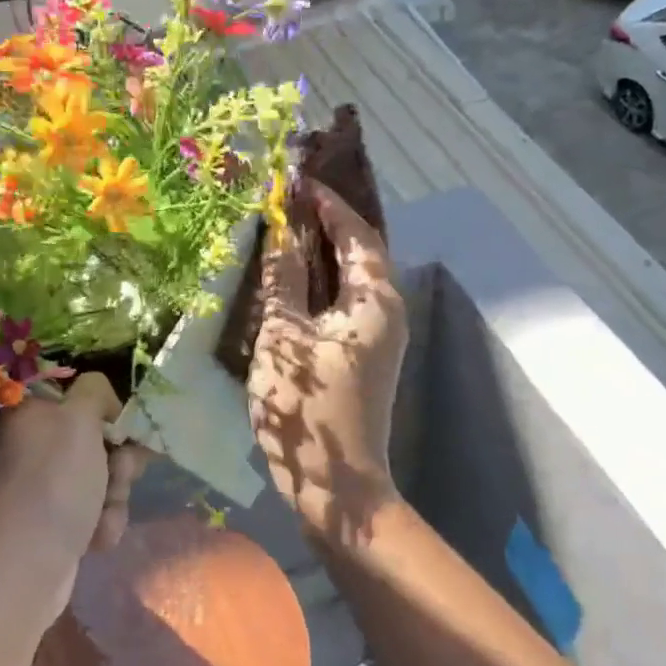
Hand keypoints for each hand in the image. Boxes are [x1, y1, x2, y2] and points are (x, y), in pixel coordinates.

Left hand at [0, 374, 151, 626]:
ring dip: (115, 495)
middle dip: (119, 460)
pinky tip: (94, 539)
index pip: (80, 392)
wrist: (23, 571)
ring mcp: (45, 484)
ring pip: (105, 475)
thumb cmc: (52, 485)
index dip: (107, 409)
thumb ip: (94, 391)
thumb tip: (103, 402)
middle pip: (99, 436)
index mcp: (31, 411)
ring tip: (100, 516)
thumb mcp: (77, 420)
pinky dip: (102, 522)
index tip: (122, 427)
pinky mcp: (56, 519)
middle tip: (117, 474)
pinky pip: (96, 508)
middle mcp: (35, 443)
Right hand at [248, 180, 407, 545]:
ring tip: (285, 229)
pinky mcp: (362, 355)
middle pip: (360, 252)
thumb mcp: (282, 336)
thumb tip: (278, 231)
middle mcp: (387, 311)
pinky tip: (290, 280)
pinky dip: (319, 282)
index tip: (296, 181)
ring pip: (351, 278)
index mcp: (376, 300)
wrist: (335, 484)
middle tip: (289, 199)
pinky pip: (343, 302)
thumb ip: (281, 280)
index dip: (328, 204)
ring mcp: (378, 336)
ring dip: (322, 252)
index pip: (358, 234)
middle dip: (327, 223)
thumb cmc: (307, 406)